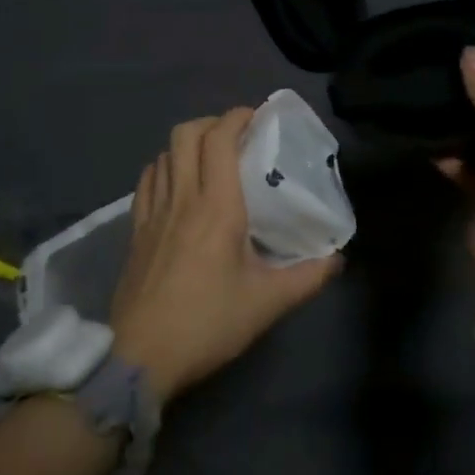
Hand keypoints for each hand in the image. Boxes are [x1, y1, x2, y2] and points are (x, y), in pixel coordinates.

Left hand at [110, 108, 341, 402]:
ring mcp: (152, 212)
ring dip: (187, 144)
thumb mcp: (267, 303)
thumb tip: (339, 259)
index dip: (237, 117)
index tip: (258, 117)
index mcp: (216, 207)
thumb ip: (308, 277)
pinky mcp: (135, 230)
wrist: (141, 357)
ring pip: (163, 153)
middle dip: (212, 123)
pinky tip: (176, 185)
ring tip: (209, 158)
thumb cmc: (208, 323)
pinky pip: (147, 180)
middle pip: (186, 134)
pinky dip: (164, 167)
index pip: (219, 139)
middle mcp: (182, 198)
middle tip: (237, 136)